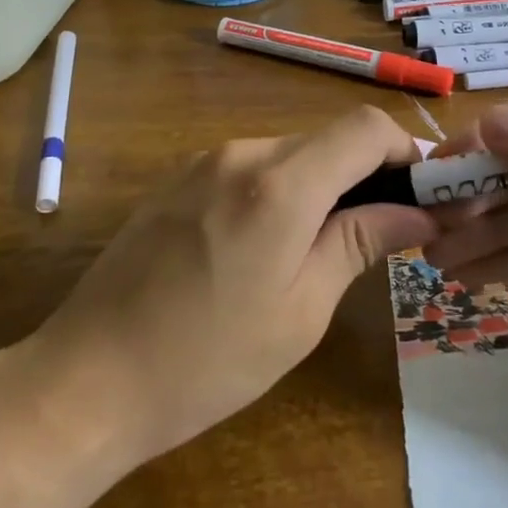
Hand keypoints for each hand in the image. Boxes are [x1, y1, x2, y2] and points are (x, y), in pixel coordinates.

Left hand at [32, 105, 436, 466]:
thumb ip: (359, 243)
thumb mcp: (301, 311)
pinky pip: (252, 167)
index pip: (366, 128)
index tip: (422, 197)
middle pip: (329, 138)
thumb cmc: (206, 361)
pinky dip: (282, 190)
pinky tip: (268, 246)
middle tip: (383, 233)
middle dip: (368, 173)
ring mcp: (204, 162)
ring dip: (323, 184)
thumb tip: (418, 212)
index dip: (405, 152)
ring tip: (323, 248)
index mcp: (281, 184)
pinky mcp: (180, 179)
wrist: (85, 379)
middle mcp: (243, 153)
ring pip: (291, 152)